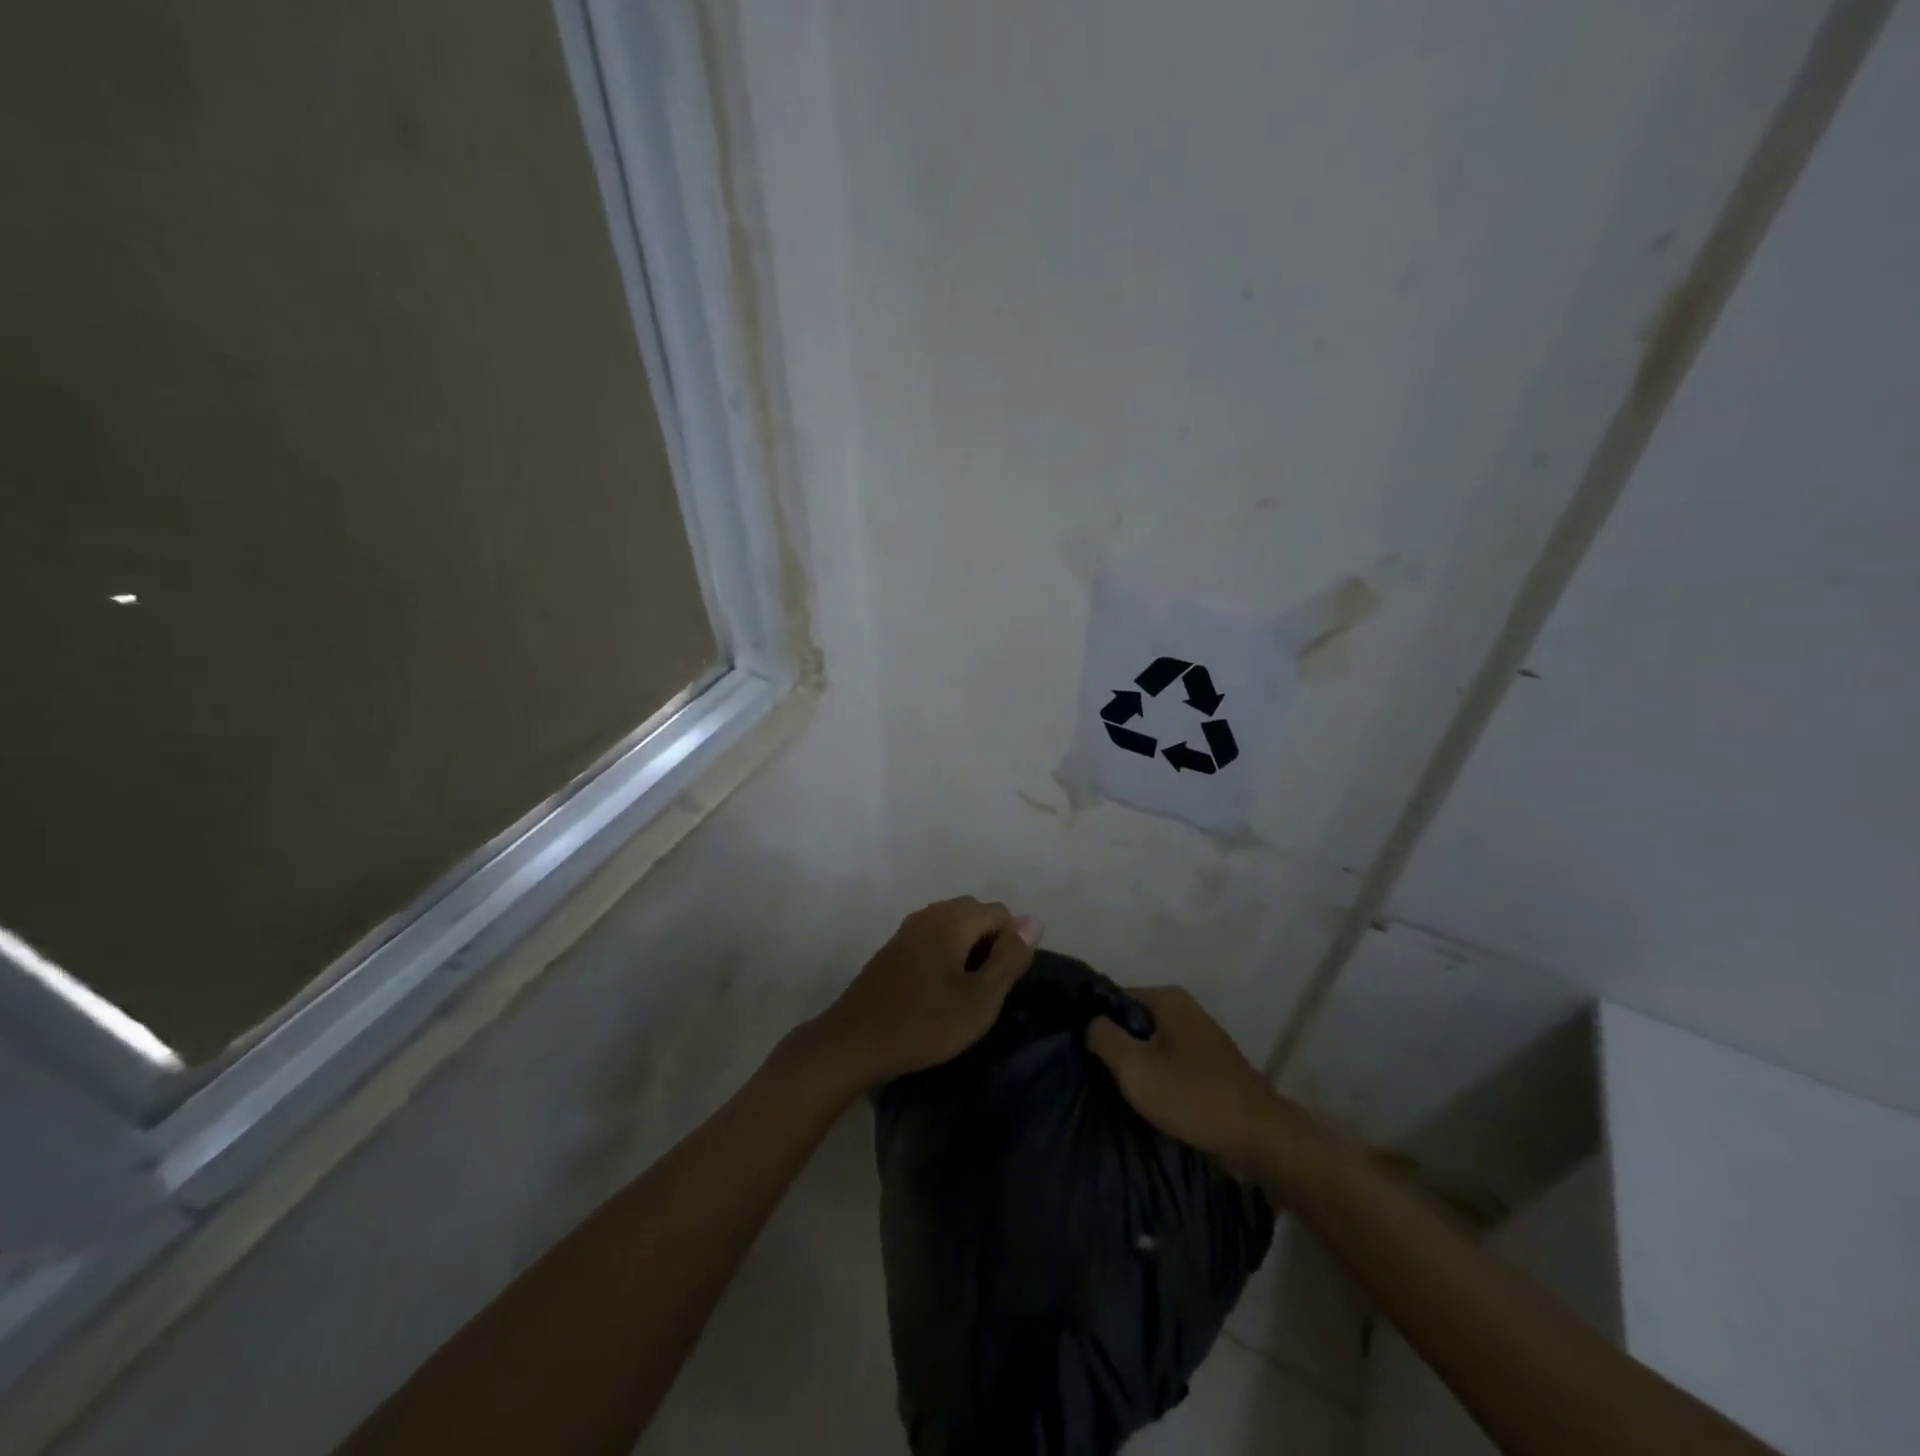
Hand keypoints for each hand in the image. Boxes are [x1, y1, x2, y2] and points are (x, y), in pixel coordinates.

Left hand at [806, 897, 1039, 1094]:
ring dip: (967, 952)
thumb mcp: (980, 998)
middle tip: (986, 990)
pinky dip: (945, 957)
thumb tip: (1033, 921)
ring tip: (964, 994)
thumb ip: (1010, 957)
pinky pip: (932, 939)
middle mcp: (930, 914)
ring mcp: (907, 930)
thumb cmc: (925, 1023)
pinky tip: (938, 992)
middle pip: (975, 914)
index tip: (1002, 984)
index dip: (1012, 944)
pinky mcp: (892, 949)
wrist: (854, 1042)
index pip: (1001, 912)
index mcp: (953, 919)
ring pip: (952, 927)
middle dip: (990, 944)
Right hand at [1086, 986, 1280, 1180]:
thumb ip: (1104, 1037)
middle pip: (1136, 1022)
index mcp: (1168, 998)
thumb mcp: (1134, 1067)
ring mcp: (1202, 1039)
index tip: (1080, 1048)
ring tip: (1117, 1089)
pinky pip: (1173, 1065)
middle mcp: (1186, 1009)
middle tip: (1095, 1072)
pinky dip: (1159, 1079)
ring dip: (1138, 1065)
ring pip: (1154, 1045)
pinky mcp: (1212, 1068)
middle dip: (1117, 1044)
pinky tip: (1149, 1101)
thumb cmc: (1192, 1095)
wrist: (1259, 1138)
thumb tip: (1090, 1022)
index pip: (1116, 998)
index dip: (1095, 1021)